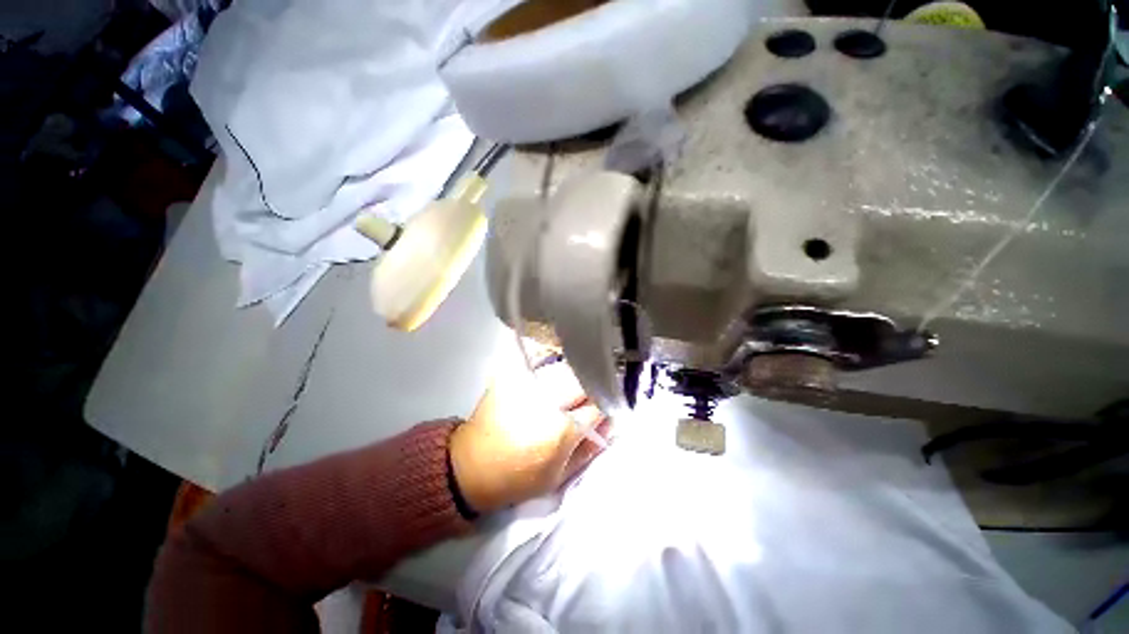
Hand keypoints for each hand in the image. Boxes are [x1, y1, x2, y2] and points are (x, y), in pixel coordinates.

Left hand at [449, 350, 609, 514]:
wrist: (471, 466)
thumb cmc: (518, 478)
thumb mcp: (559, 476)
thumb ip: (589, 449)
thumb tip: (610, 425)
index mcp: (561, 429)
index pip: (598, 407)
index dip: (606, 407)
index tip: (607, 408)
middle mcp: (547, 399)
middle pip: (584, 380)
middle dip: (594, 386)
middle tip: (594, 394)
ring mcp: (528, 382)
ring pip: (566, 367)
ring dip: (577, 373)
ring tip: (577, 383)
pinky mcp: (513, 375)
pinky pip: (542, 359)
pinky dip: (555, 359)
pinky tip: (558, 368)